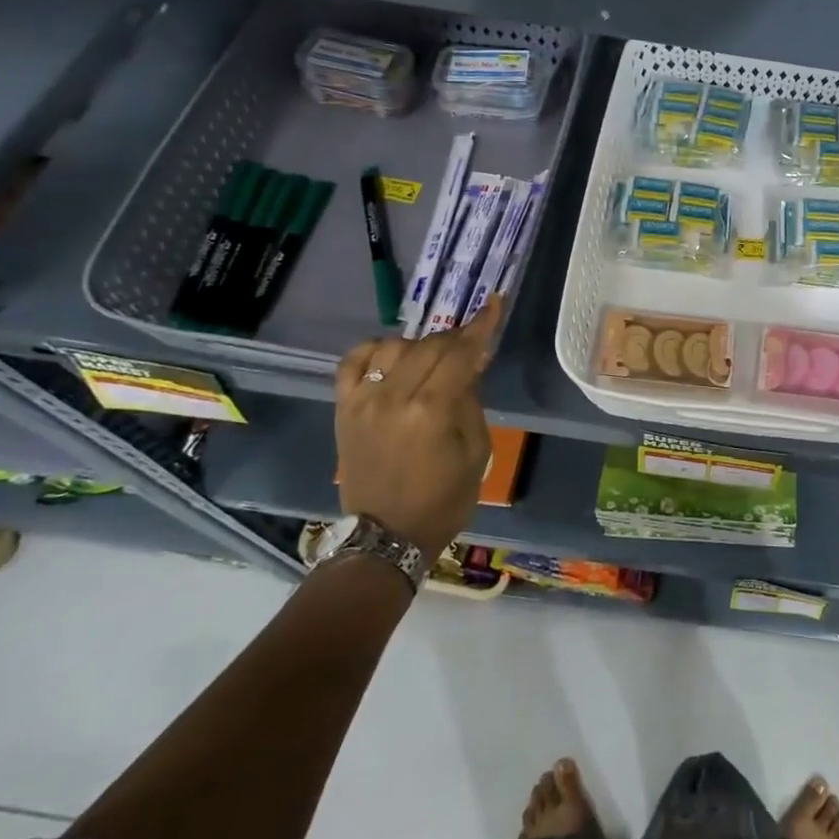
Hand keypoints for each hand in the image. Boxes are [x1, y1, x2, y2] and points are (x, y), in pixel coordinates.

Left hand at [333, 297, 502, 554]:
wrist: (386, 535)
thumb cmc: (443, 499)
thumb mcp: (477, 452)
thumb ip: (471, 401)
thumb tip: (469, 365)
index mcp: (432, 411)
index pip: (461, 353)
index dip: (481, 325)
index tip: (494, 302)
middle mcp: (394, 397)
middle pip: (430, 346)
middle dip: (456, 339)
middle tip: (471, 346)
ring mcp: (363, 401)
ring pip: (395, 347)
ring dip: (420, 345)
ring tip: (432, 360)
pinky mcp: (344, 409)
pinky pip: (352, 362)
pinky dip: (374, 350)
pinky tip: (391, 356)